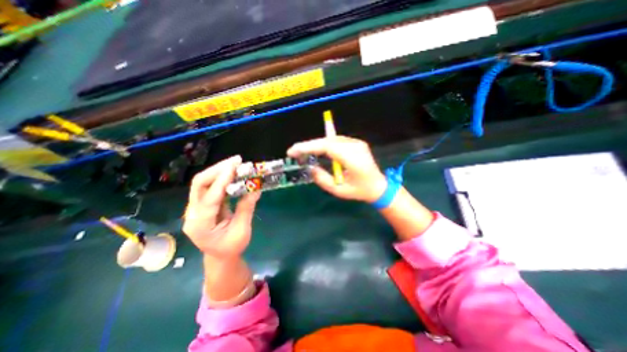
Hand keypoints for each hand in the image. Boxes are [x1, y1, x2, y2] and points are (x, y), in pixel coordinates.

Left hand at [183, 155, 260, 258]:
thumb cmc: (231, 247)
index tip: (235, 166)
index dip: (222, 181)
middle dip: (218, 169)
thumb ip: (246, 208)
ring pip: (203, 183)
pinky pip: (209, 186)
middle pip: (199, 184)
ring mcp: (195, 208)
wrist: (219, 256)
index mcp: (200, 225)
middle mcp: (192, 214)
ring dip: (219, 170)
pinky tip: (232, 172)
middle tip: (236, 160)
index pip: (209, 198)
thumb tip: (255, 188)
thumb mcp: (242, 231)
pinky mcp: (201, 204)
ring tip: (236, 163)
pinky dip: (221, 177)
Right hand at [288, 137, 387, 202]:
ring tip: (303, 152)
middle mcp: (355, 147)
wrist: (378, 186)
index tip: (293, 151)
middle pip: (327, 141)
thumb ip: (322, 179)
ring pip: (331, 139)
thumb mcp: (339, 190)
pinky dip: (324, 145)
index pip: (327, 147)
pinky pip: (336, 141)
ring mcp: (357, 143)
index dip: (308, 147)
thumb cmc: (359, 191)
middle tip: (295, 152)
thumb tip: (310, 167)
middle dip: (309, 145)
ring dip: (316, 145)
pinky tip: (317, 151)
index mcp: (353, 159)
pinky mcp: (356, 143)